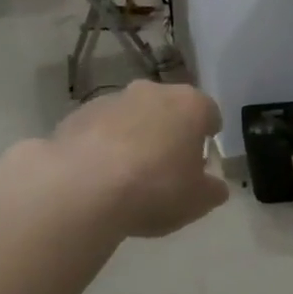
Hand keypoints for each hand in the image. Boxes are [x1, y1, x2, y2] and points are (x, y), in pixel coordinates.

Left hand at [49, 81, 229, 237]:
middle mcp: (152, 92)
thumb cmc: (155, 189)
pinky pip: (99, 129)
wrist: (82, 189)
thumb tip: (215, 186)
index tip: (203, 156)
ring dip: (134, 136)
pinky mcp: (77, 114)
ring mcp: (111, 100)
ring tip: (128, 174)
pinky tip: (98, 176)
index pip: (209, 112)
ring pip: (132, 116)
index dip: (208, 134)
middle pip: (169, 108)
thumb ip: (212, 190)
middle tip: (168, 164)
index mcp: (190, 105)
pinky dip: (102, 145)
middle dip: (170, 131)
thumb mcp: (198, 201)